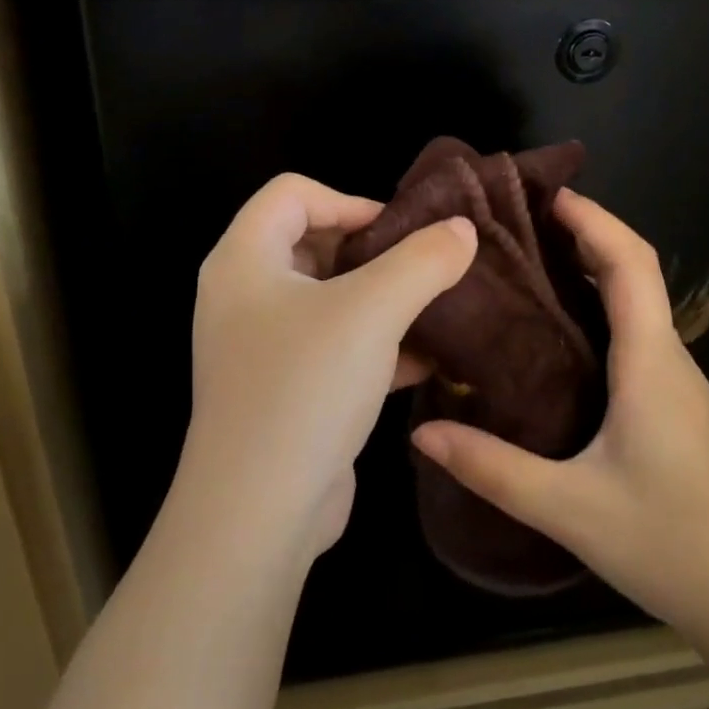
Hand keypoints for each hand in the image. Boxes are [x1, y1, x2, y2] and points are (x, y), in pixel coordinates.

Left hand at [180, 173, 476, 566]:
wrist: (259, 515)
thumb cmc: (306, 387)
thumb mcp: (373, 311)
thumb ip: (423, 260)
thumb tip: (464, 229)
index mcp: (244, 259)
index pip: (293, 193)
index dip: (349, 200)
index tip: (399, 231)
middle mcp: (244, 295)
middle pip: (311, 241)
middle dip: (372, 250)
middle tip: (420, 266)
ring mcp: (261, 346)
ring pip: (328, 298)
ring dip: (380, 298)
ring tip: (433, 306)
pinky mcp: (283, 389)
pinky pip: (333, 346)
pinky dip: (374, 343)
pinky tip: (425, 358)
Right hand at [411, 190, 708, 639]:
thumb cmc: (669, 543)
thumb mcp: (568, 507)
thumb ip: (492, 467)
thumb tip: (421, 432)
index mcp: (650, 361)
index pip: (630, 262)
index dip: (593, 219)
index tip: (547, 194)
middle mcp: (669, 357)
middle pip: (635, 270)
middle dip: (586, 233)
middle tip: (522, 223)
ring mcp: (677, 381)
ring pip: (638, 301)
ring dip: (593, 268)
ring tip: (529, 263)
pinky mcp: (674, 404)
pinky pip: (636, 332)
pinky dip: (600, 306)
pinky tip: (558, 332)